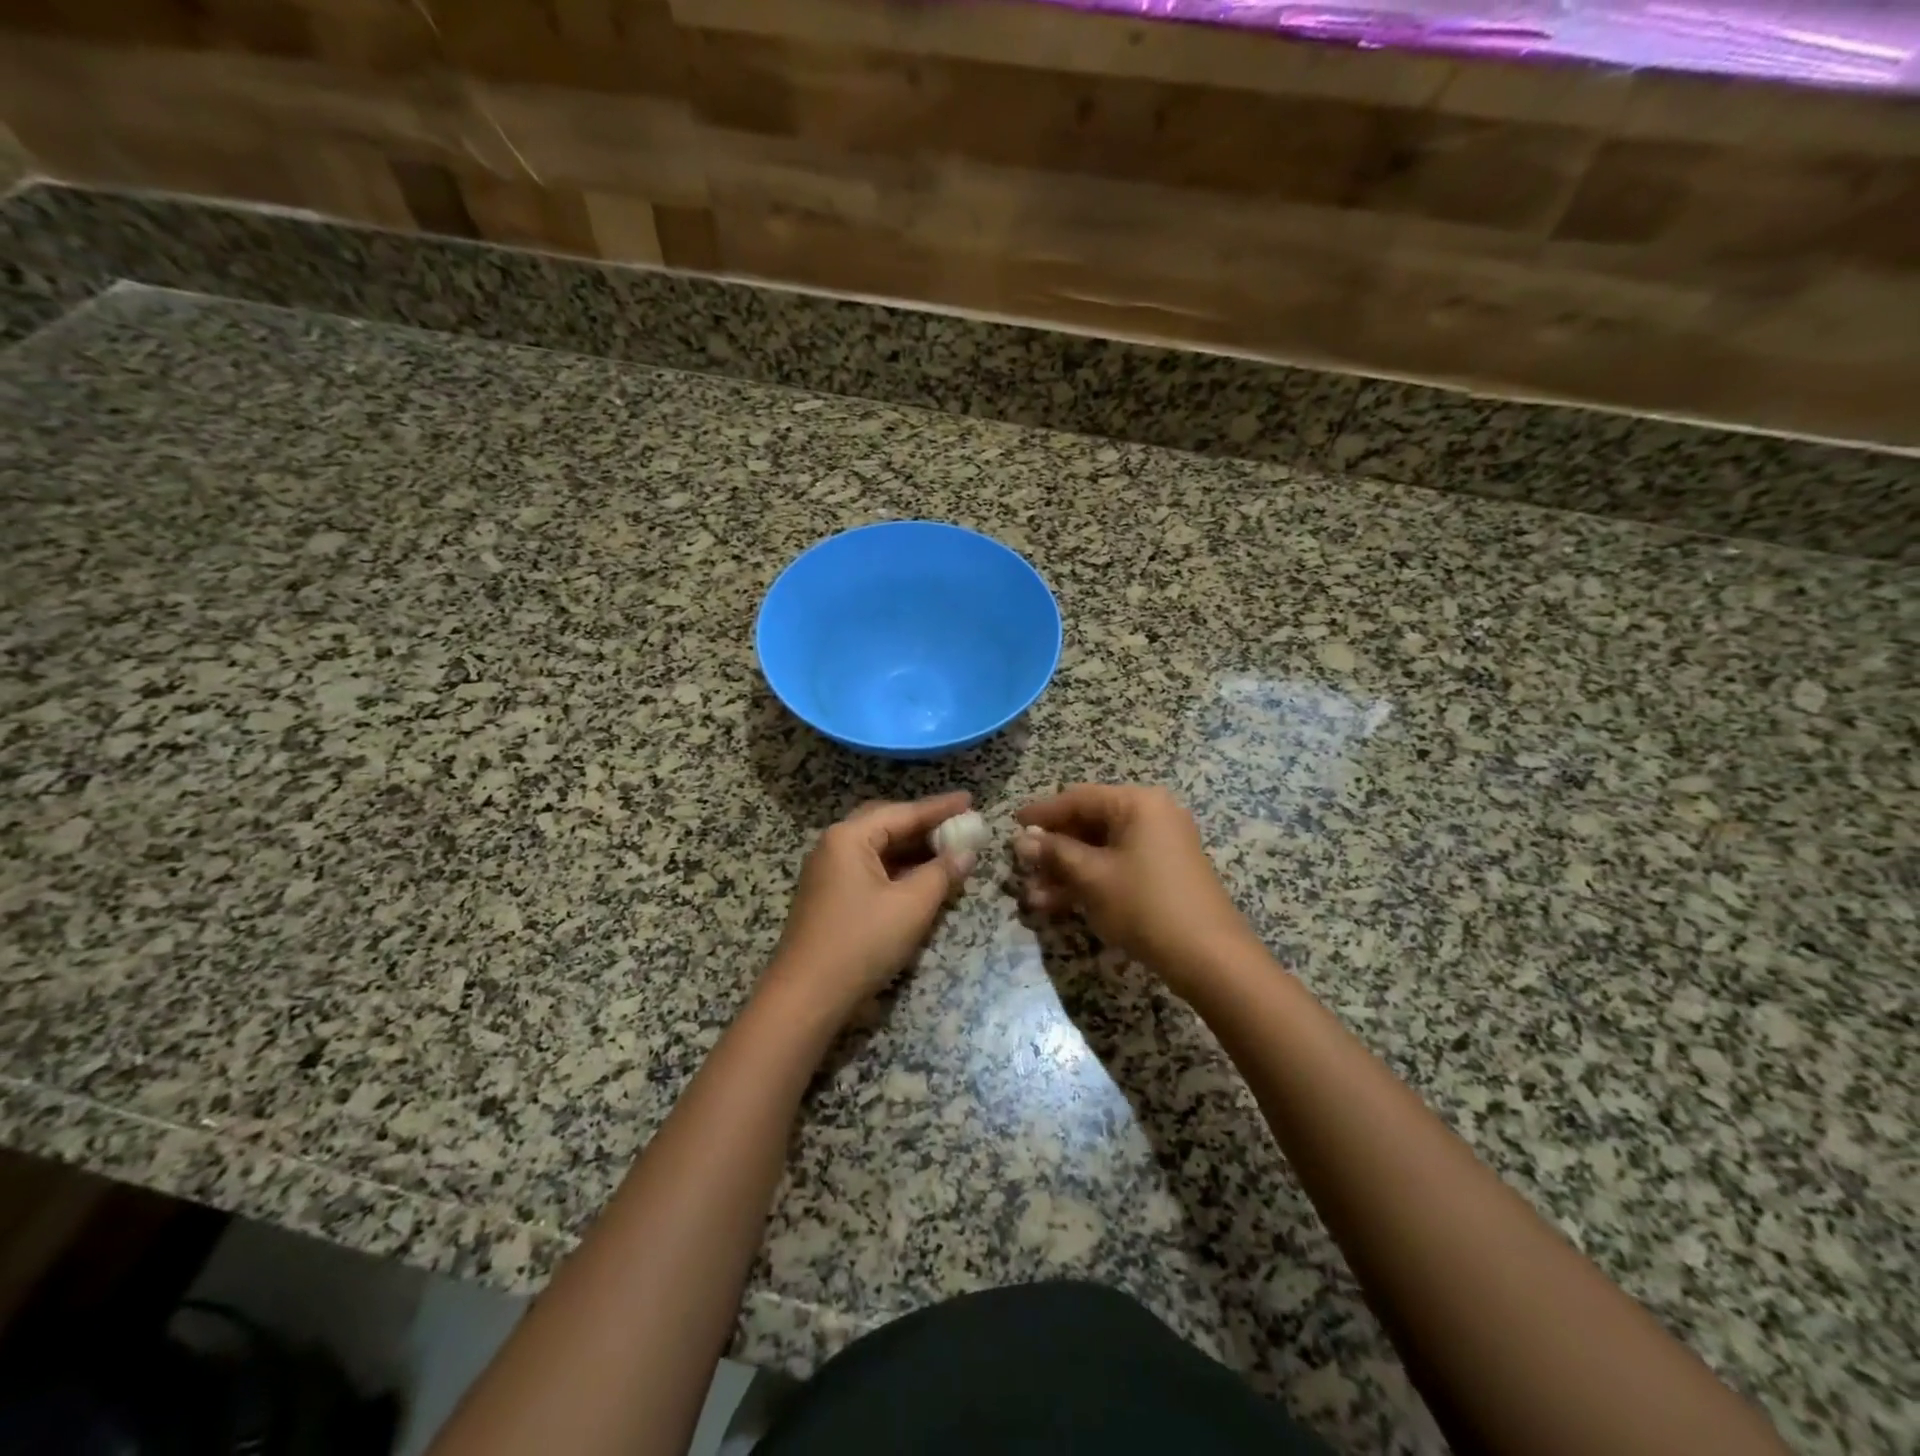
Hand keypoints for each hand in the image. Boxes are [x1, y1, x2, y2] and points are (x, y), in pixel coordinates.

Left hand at [764, 792, 977, 1020]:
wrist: (806, 997)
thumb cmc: (861, 942)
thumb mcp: (911, 906)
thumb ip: (942, 873)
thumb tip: (967, 852)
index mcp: (849, 837)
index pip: (903, 812)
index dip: (940, 807)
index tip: (971, 799)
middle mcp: (834, 846)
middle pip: (887, 824)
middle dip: (925, 825)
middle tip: (959, 824)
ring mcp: (829, 873)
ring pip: (879, 849)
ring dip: (913, 849)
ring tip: (949, 850)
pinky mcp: (831, 897)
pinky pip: (871, 870)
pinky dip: (899, 870)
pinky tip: (923, 879)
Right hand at [1014, 784, 1256, 996]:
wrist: (1209, 957)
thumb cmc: (1145, 904)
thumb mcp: (1092, 877)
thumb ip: (1055, 854)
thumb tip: (1021, 840)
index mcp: (1137, 803)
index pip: (1078, 798)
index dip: (1042, 813)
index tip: (1011, 825)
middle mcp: (1151, 816)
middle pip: (1088, 824)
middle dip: (1052, 850)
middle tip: (1021, 868)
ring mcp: (1158, 846)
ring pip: (1099, 850)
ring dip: (1065, 872)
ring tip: (1032, 897)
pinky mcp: (1161, 874)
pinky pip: (1116, 867)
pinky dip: (1088, 882)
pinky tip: (1056, 906)